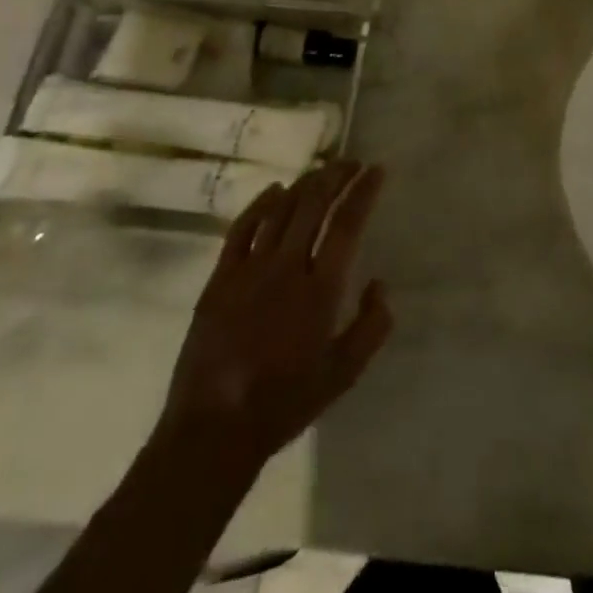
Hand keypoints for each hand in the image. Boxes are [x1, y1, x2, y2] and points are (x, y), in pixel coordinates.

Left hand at [156, 160, 391, 481]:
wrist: (212, 430)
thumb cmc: (286, 401)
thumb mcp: (344, 373)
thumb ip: (372, 326)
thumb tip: (380, 284)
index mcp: (320, 289)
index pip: (347, 224)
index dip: (363, 191)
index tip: (375, 170)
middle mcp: (286, 268)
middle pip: (313, 206)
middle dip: (335, 177)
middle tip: (350, 162)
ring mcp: (248, 271)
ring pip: (280, 211)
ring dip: (303, 185)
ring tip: (321, 170)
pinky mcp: (219, 280)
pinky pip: (241, 230)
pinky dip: (260, 205)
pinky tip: (274, 191)